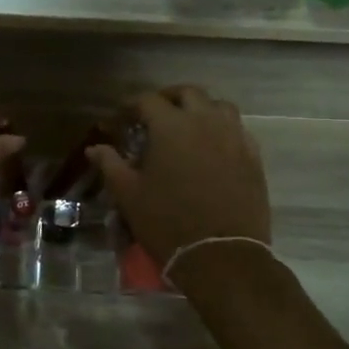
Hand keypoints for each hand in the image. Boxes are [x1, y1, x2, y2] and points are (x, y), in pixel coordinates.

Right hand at [88, 87, 269, 269]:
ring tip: (187, 126)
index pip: (147, 100)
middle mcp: (205, 122)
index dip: (130, 106)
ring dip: (200, 109)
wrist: (221, 254)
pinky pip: (237, 129)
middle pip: (188, 93)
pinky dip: (222, 129)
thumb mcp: (129, 194)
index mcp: (171, 126)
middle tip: (153, 115)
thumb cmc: (167, 222)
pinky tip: (212, 147)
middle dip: (167, 99)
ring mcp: (234, 137)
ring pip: (218, 106)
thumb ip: (110, 164)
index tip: (120, 119)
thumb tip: (95, 148)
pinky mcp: (253, 156)